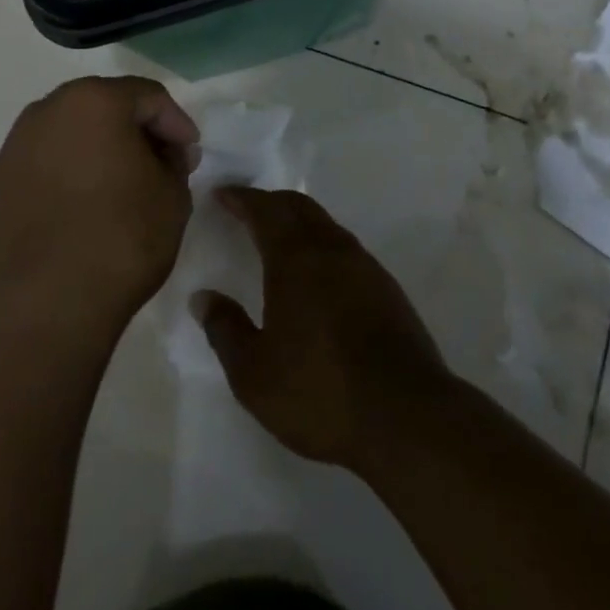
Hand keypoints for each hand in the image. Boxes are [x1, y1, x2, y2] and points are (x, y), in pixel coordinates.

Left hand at [0, 76, 199, 343]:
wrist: (44, 309)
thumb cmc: (121, 240)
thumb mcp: (173, 195)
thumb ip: (174, 160)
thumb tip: (164, 152)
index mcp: (94, 101)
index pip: (148, 96)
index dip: (175, 123)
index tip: (189, 155)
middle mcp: (46, 112)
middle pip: (103, 107)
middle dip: (134, 131)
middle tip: (158, 165)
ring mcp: (12, 149)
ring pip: (67, 135)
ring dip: (96, 151)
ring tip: (117, 188)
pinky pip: (41, 167)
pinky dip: (64, 177)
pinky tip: (78, 212)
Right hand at [195, 188, 450, 470]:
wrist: (406, 415)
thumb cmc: (320, 392)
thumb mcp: (254, 374)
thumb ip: (225, 330)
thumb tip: (204, 297)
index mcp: (296, 259)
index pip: (265, 210)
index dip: (241, 199)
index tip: (222, 194)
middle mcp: (332, 249)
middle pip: (299, 207)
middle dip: (271, 202)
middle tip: (247, 208)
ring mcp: (365, 266)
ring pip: (326, 225)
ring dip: (299, 221)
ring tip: (279, 237)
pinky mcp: (387, 288)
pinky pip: (345, 248)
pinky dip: (322, 244)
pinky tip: (318, 272)